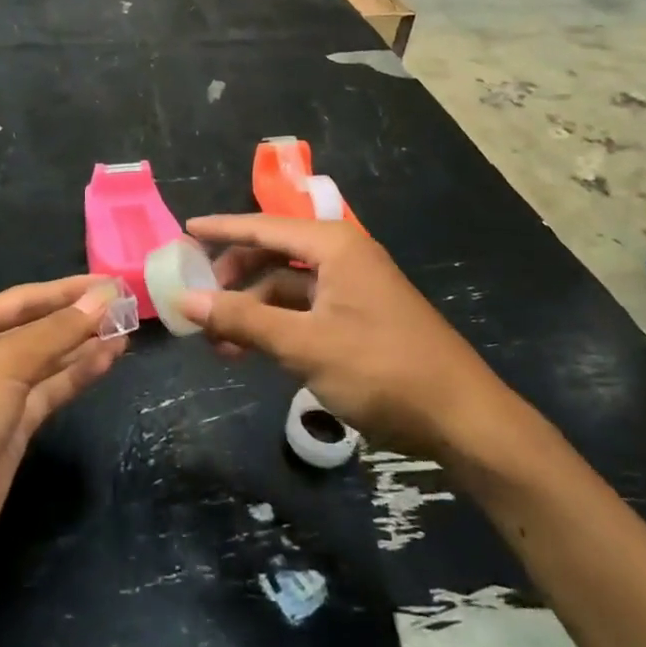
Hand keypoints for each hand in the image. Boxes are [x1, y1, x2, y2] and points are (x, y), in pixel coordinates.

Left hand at [0, 277, 127, 568]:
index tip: (110, 282)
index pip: (22, 299)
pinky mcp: (11, 429)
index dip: (67, 290)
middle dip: (77, 317)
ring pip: (46, 361)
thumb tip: (101, 299)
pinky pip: (49, 391)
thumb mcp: (2, 366)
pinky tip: (108, 359)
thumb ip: (55, 333)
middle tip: (126, 305)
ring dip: (83, 346)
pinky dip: (77, 375)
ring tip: (126, 330)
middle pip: (36, 328)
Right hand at [180, 215, 521, 464]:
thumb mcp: (304, 345)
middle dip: (233, 277)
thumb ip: (244, 320)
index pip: (263, 227)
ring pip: (286, 287)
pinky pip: (304, 310)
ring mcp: (352, 288)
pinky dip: (275, 326)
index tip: (184, 232)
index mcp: (333, 246)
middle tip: (196, 299)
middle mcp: (342, 257)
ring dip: (251, 309)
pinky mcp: (358, 317)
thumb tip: (186, 301)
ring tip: (216, 341)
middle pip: (273, 255)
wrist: (462, 418)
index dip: (221, 229)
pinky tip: (250, 350)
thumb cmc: (381, 369)